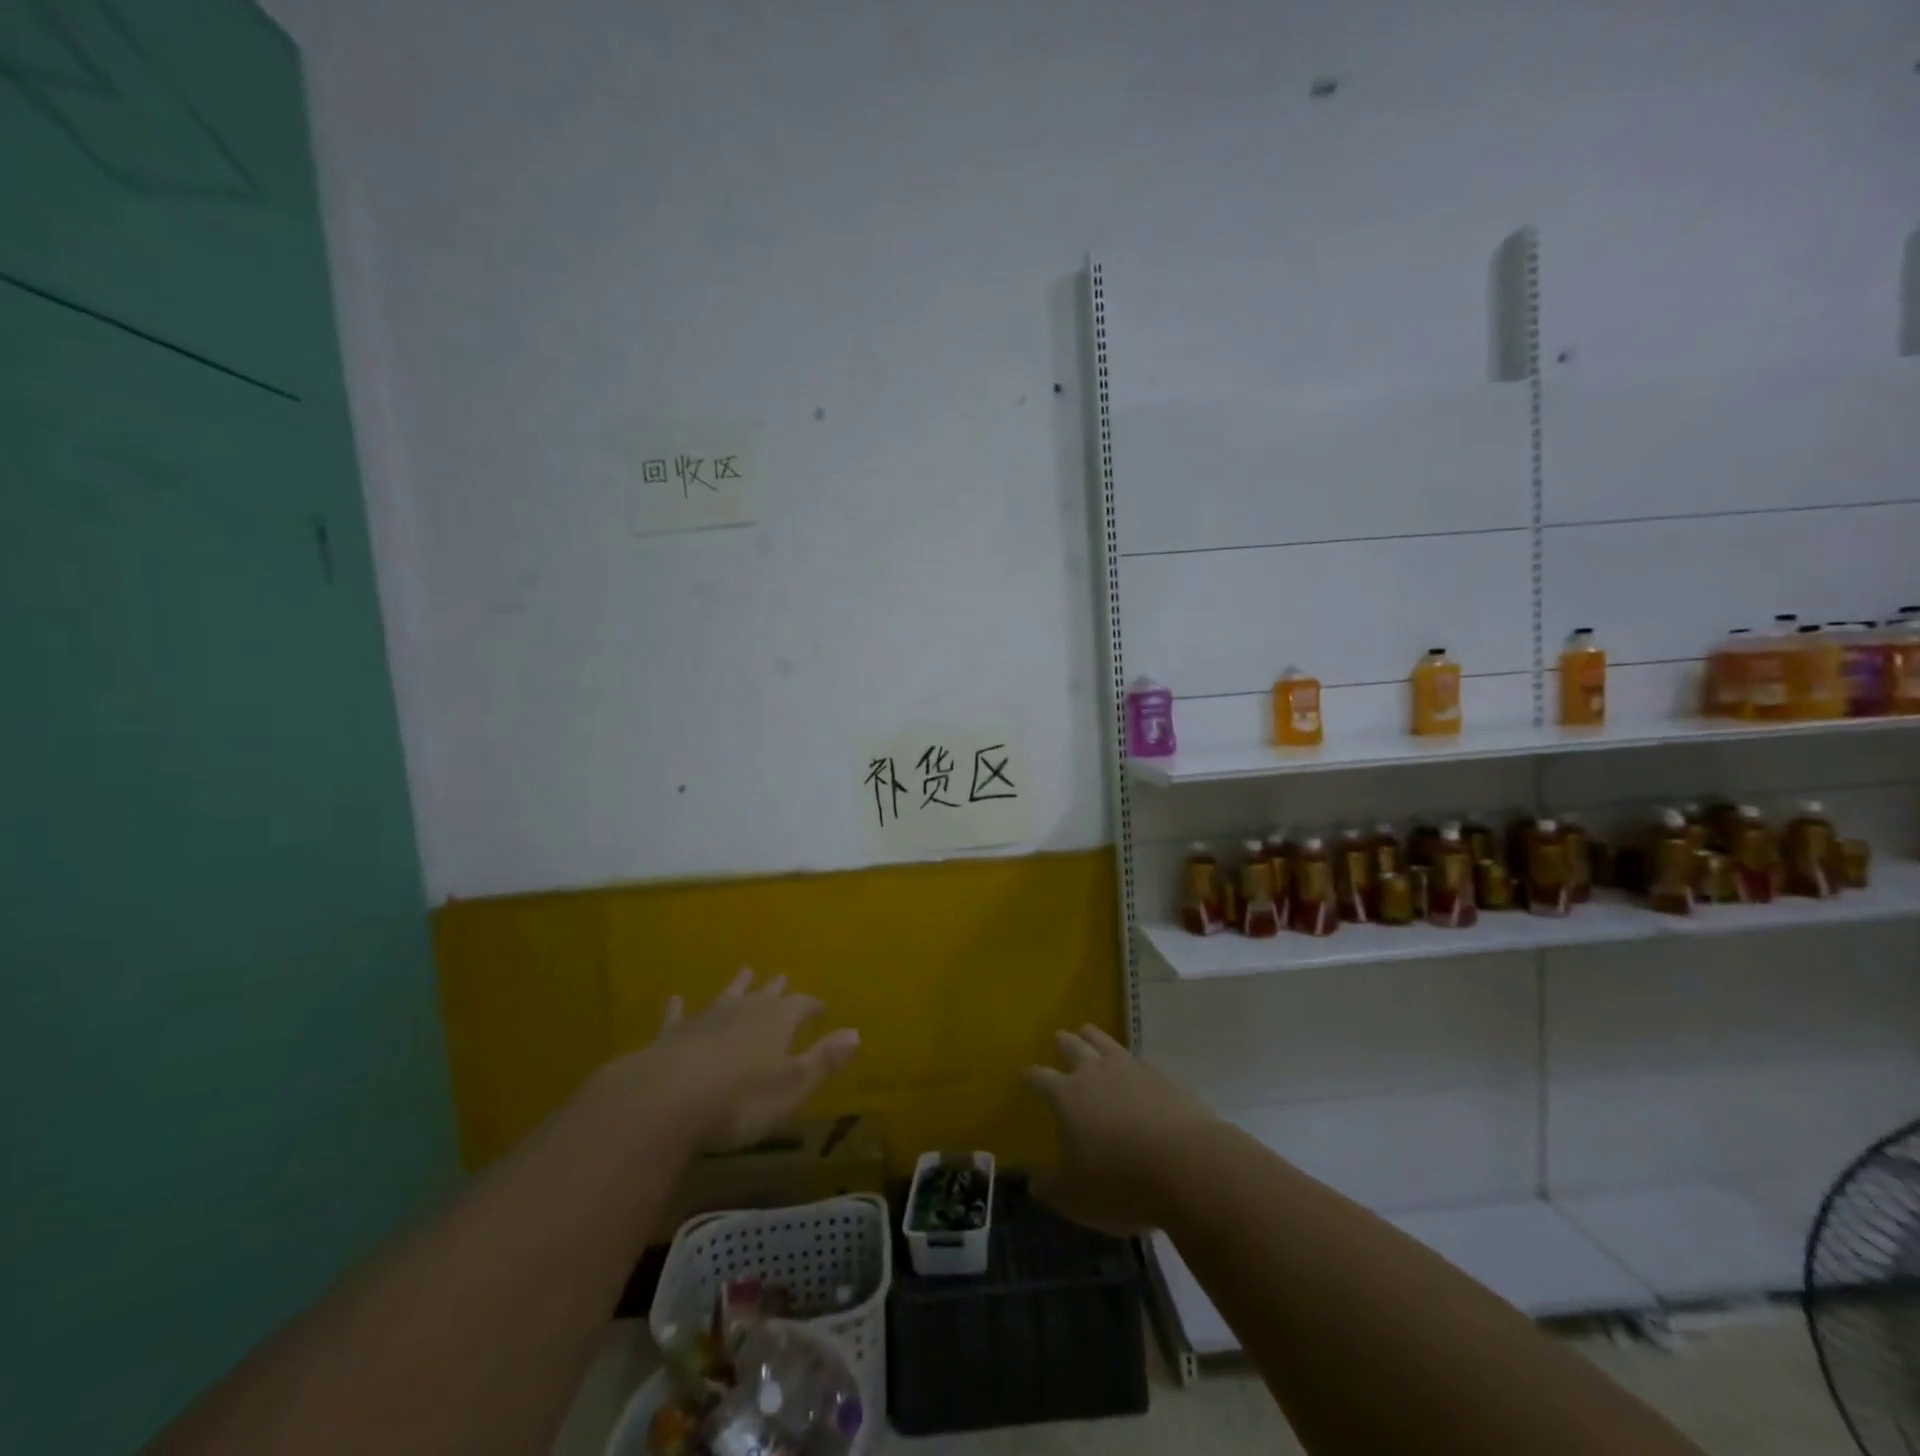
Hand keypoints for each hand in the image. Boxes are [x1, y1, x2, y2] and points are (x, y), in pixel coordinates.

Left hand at [629, 969, 859, 1150]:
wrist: (667, 1099)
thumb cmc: (740, 1099)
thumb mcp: (793, 1085)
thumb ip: (823, 1059)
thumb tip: (856, 1033)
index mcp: (778, 1021)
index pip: (802, 1005)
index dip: (812, 1006)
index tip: (822, 1007)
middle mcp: (744, 1011)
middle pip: (765, 994)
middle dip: (776, 988)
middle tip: (782, 977)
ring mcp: (706, 1019)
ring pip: (727, 996)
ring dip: (736, 985)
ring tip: (745, 971)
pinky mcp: (671, 1035)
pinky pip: (677, 1016)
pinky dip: (678, 1008)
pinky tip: (676, 999)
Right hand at [1023, 1025, 1214, 1234]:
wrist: (1189, 1167)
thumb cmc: (1123, 1184)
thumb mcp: (1078, 1199)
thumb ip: (1053, 1188)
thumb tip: (1034, 1182)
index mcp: (1068, 1096)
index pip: (1041, 1078)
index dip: (1031, 1076)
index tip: (1024, 1074)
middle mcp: (1096, 1073)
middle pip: (1074, 1046)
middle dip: (1064, 1042)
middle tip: (1059, 1037)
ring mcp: (1132, 1070)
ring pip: (1106, 1042)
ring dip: (1094, 1037)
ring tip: (1089, 1032)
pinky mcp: (1163, 1077)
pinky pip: (1139, 1060)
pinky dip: (1130, 1061)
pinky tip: (1134, 1069)